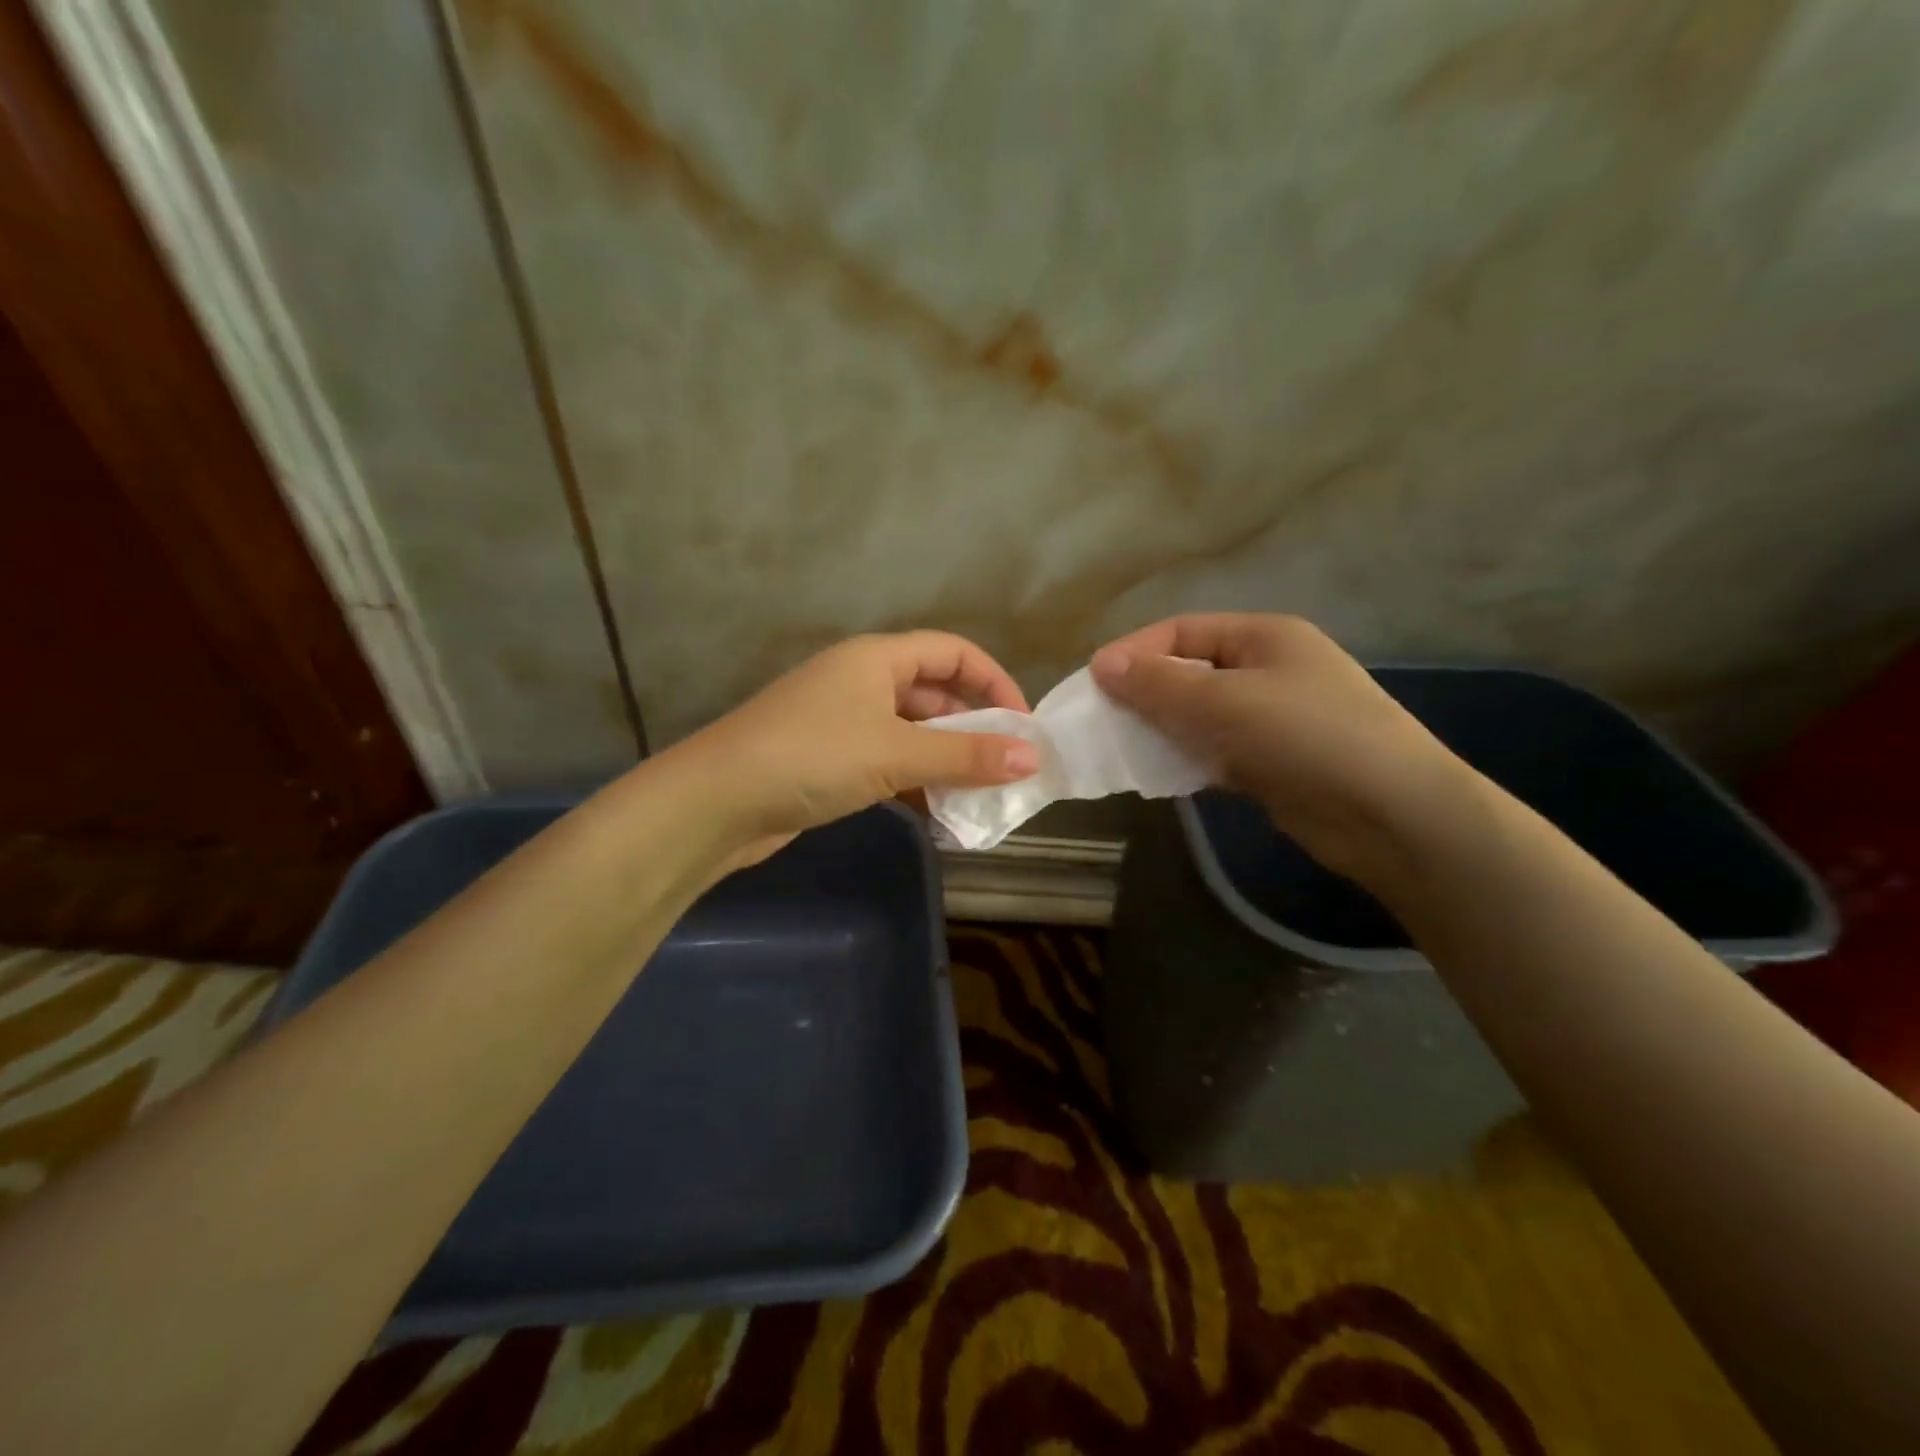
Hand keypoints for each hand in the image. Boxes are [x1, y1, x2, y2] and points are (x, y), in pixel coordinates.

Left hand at [670, 632, 1040, 867]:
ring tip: (980, 795)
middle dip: (972, 727)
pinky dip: (914, 781)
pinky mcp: (828, 760)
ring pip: (910, 732)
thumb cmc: (812, 757)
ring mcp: (841, 721)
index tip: (1022, 725)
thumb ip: (965, 755)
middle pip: (933, 692)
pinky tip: (936, 812)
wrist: (716, 801)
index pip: (952, 651)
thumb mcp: (896, 753)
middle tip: (1007, 766)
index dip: (993, 681)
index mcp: (876, 658)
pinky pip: (887, 761)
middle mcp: (860, 681)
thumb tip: (1032, 758)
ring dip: (945, 759)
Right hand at [1090, 614, 1473, 883]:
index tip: (1092, 683)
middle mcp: (1267, 670)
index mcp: (1263, 636)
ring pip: (1198, 715)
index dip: (1134, 652)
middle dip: (1144, 693)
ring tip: (1121, 749)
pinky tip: (1159, 774)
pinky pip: (1214, 750)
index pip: (1181, 631)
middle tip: (1100, 720)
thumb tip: (1101, 664)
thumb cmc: (1306, 736)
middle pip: (1188, 671)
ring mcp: (1272, 718)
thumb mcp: (1224, 701)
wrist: (1391, 814)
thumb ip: (1159, 684)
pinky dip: (1186, 758)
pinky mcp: (1272, 762)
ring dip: (1161, 728)